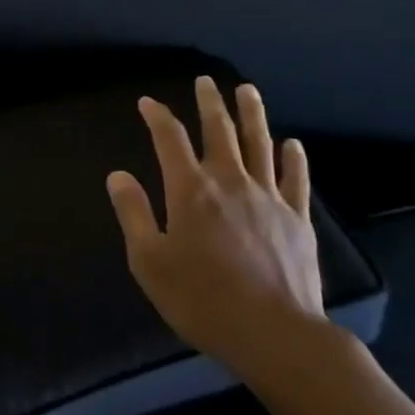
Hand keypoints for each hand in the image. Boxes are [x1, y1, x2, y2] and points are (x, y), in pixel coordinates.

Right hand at [107, 78, 328, 384]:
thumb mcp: (150, 261)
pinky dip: (293, 158)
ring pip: (260, 143)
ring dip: (252, 114)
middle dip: (209, 102)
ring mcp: (268, 197)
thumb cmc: (202, 299)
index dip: (157, 116)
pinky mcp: (297, 218)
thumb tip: (118, 175)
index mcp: (190, 190)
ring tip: (247, 90)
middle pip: (219, 130)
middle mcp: (229, 181)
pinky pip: (296, 179)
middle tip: (205, 81)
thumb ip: (134, 214)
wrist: (274, 333)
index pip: (169, 139)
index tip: (147, 102)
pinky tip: (292, 143)